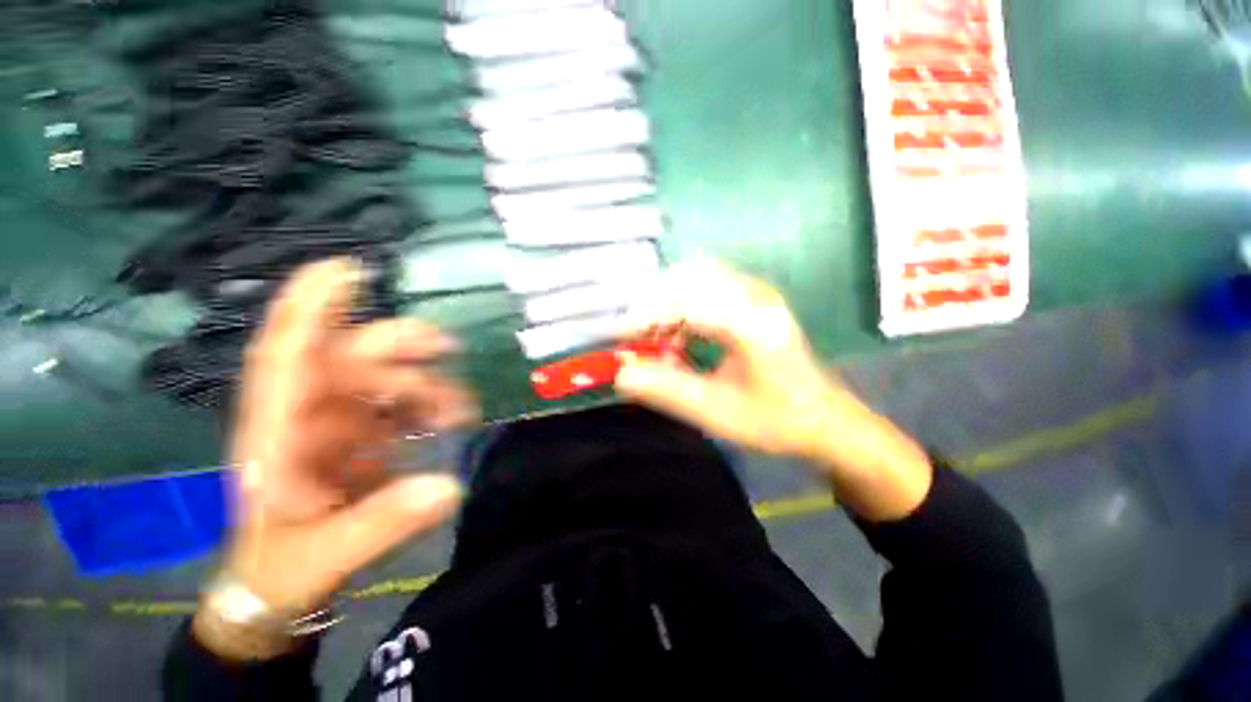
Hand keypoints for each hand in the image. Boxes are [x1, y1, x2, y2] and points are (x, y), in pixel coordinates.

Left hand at [195, 259, 476, 658]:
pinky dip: (428, 405)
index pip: (287, 355)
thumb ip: (381, 523)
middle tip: (447, 346)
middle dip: (398, 345)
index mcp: (278, 434)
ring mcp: (334, 423)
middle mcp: (306, 414)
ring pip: (383, 379)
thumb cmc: (282, 569)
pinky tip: (449, 420)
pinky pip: (398, 405)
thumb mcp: (324, 556)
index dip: (313, 308)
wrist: (278, 585)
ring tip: (459, 409)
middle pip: (350, 357)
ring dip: (425, 384)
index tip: (347, 270)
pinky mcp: (358, 436)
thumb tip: (448, 488)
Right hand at [615, 262, 931, 520]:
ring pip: (695, 279)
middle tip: (637, 339)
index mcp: (751, 322)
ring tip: (659, 341)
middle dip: (654, 306)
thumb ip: (666, 390)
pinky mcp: (754, 299)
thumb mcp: (716, 412)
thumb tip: (621, 372)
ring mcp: (757, 293)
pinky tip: (680, 336)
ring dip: (669, 305)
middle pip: (688, 279)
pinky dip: (684, 307)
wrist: (825, 421)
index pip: (684, 302)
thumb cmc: (775, 420)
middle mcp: (755, 295)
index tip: (619, 338)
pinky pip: (707, 288)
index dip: (645, 317)